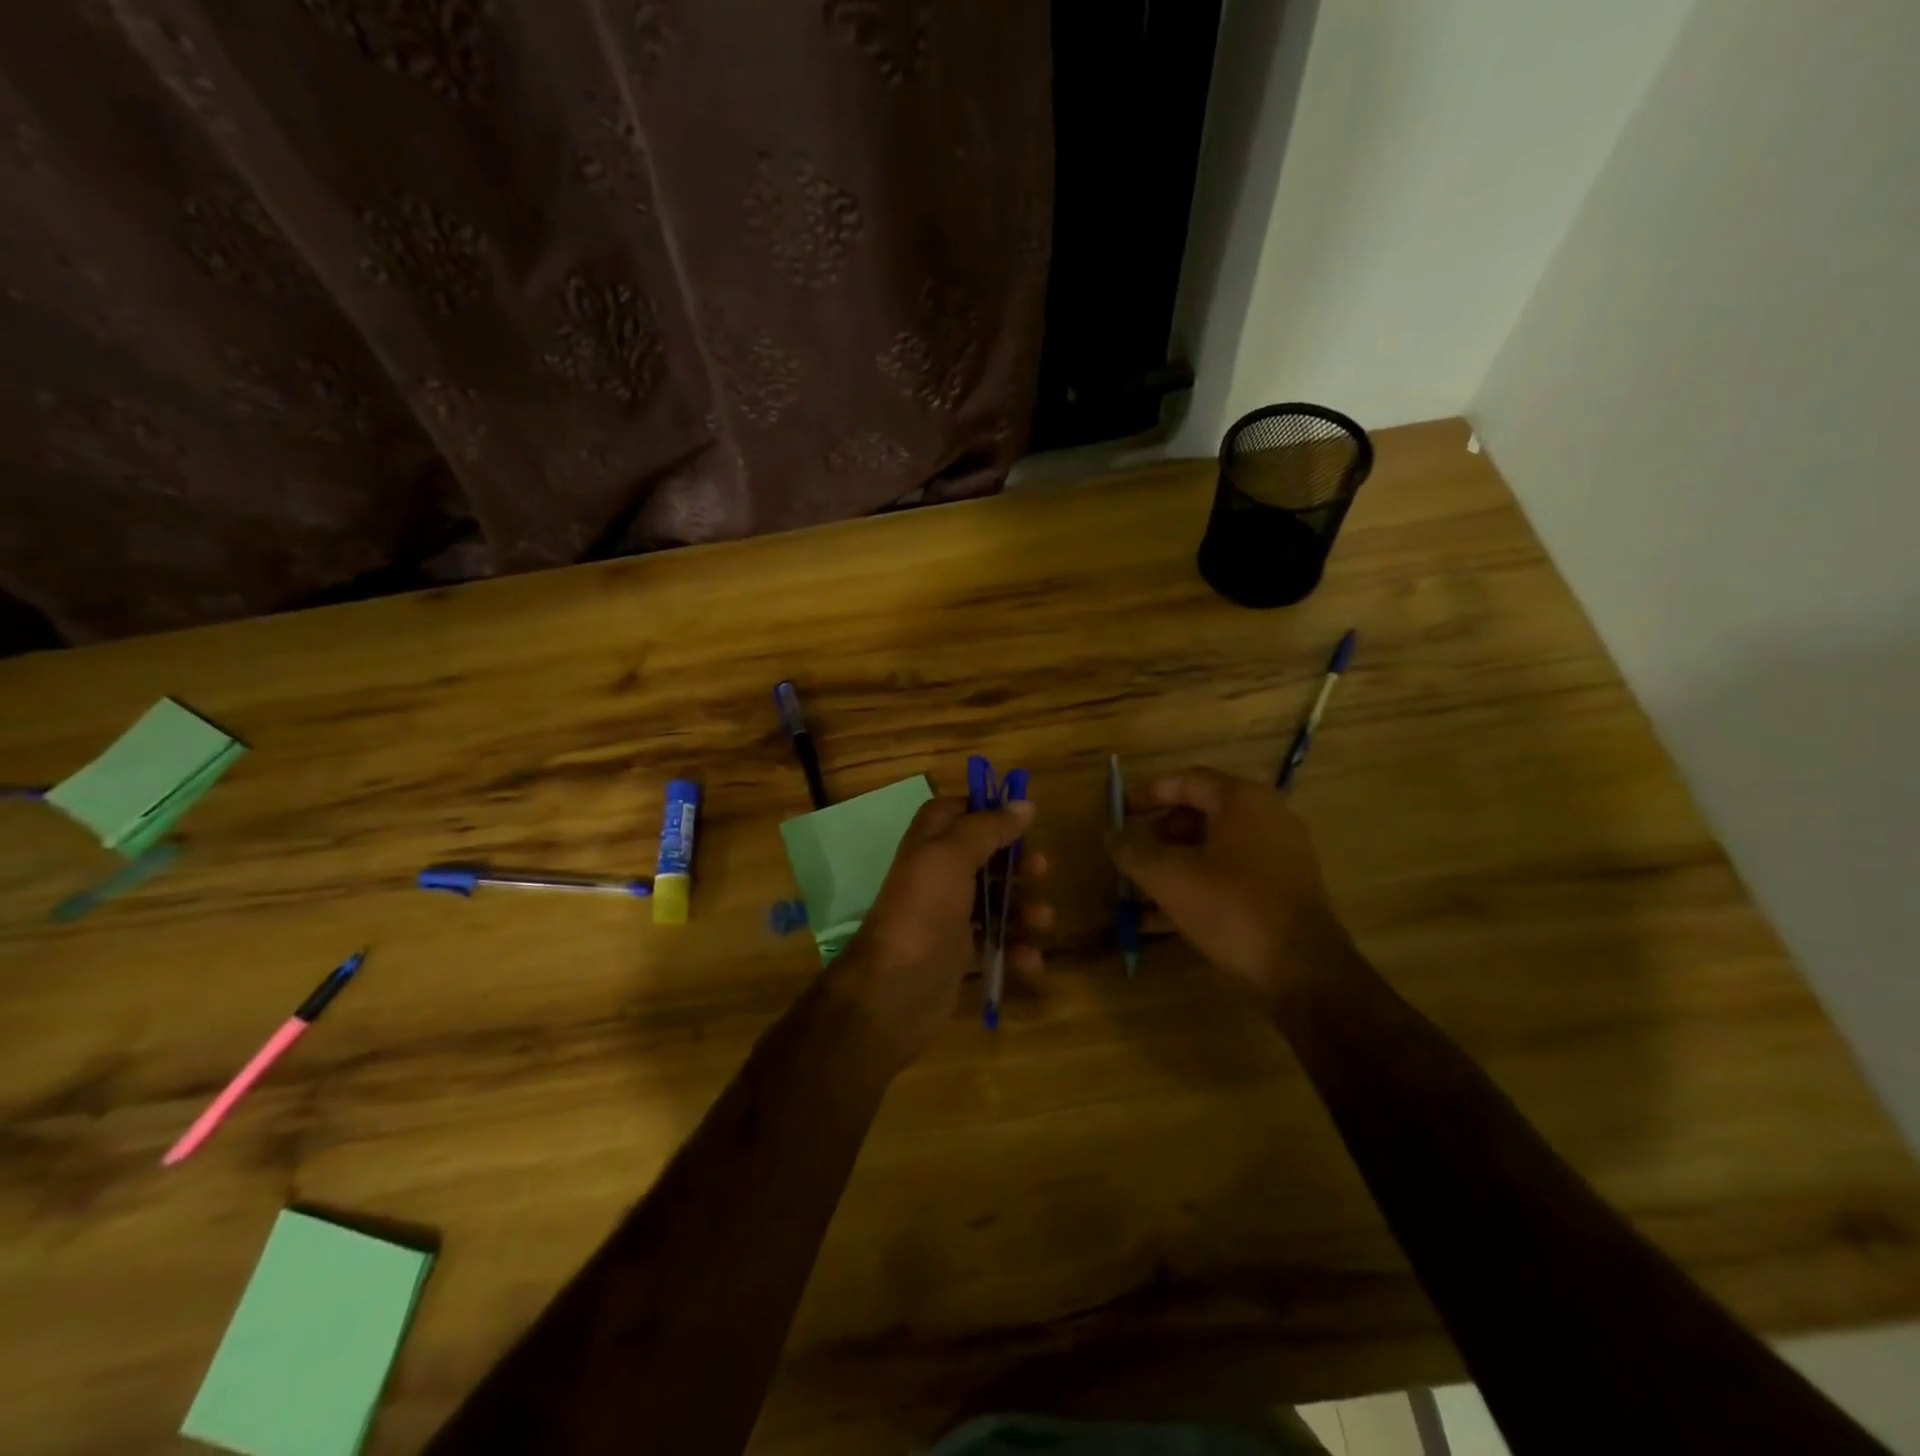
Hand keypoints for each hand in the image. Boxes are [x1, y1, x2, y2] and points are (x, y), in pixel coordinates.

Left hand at [829, 797, 1051, 1076]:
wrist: (893, 992)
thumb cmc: (923, 912)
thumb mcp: (952, 857)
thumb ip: (988, 827)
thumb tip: (1024, 804)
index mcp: (929, 843)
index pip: (957, 812)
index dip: (987, 811)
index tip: (1023, 817)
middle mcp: (937, 875)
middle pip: (985, 857)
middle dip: (1017, 863)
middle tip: (1042, 870)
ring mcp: (947, 917)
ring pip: (995, 901)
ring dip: (1023, 908)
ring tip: (1042, 921)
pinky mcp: (958, 955)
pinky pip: (995, 944)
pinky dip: (1015, 949)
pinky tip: (1029, 961)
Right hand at [1109, 767, 1351, 1004]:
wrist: (1303, 972)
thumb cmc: (1233, 908)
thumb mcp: (1169, 877)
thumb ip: (1133, 851)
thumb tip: (1112, 835)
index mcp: (1243, 801)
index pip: (1187, 781)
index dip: (1147, 794)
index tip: (1119, 814)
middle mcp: (1265, 819)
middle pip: (1198, 816)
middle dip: (1156, 837)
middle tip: (1128, 858)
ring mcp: (1277, 856)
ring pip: (1210, 851)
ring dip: (1170, 868)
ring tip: (1135, 893)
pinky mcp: (1279, 892)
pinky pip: (1227, 878)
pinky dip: (1194, 889)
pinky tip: (1157, 920)